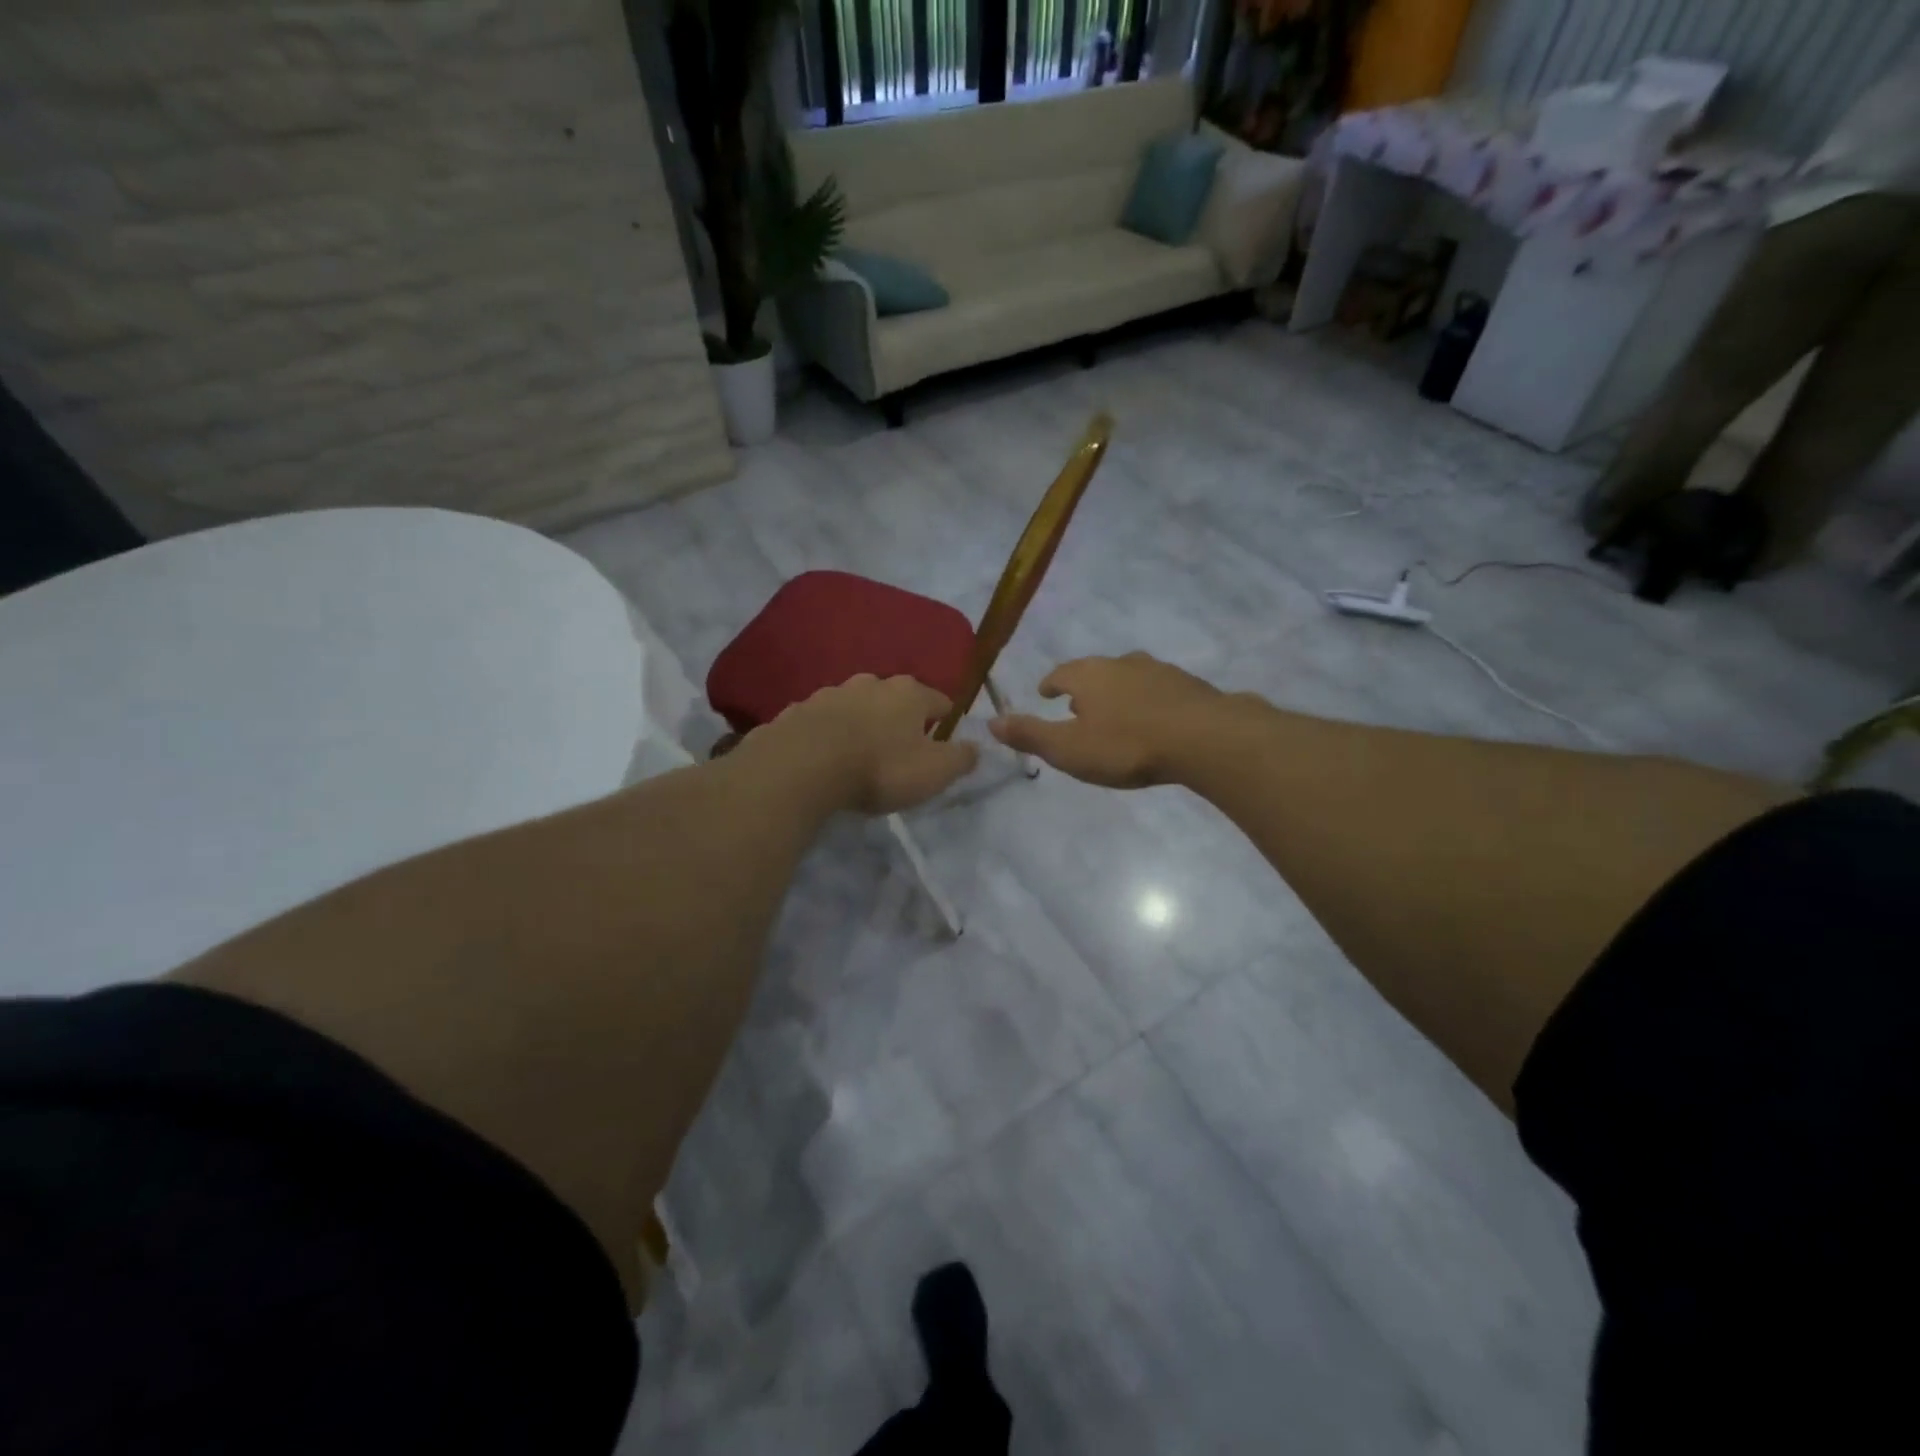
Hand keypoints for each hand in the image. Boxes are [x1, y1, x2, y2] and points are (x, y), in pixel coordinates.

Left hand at [757, 674, 979, 814]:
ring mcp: (830, 693)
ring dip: (862, 723)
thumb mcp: (934, 772)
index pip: (940, 700)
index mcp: (909, 693)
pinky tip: (824, 756)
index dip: (945, 720)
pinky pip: (822, 721)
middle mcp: (871, 683)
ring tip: (860, 752)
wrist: (803, 766)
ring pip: (856, 705)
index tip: (943, 740)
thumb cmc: (880, 767)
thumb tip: (976, 747)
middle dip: (900, 718)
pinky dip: (828, 733)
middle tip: (901, 748)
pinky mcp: (798, 711)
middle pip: (895, 698)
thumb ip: (961, 758)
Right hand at [988, 653, 1227, 788]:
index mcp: (1088, 675)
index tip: (1045, 693)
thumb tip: (991, 722)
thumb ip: (1030, 735)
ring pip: (1129, 677)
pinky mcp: (1189, 685)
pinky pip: (1159, 690)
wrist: (1204, 738)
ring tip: (1115, 713)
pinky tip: (1154, 719)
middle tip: (1078, 706)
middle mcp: (1121, 663)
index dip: (1050, 684)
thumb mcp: (1069, 749)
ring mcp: (1159, 670)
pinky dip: (1148, 701)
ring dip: (1118, 692)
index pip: (1060, 673)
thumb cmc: (1126, 745)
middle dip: (1084, 687)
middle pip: (1095, 671)